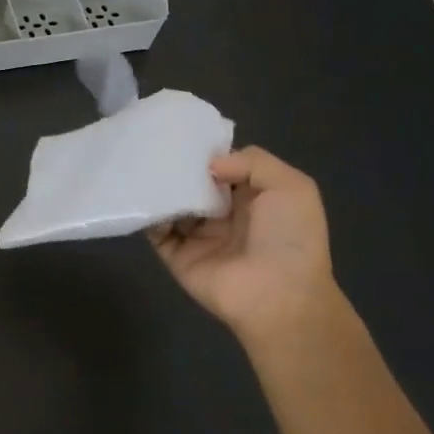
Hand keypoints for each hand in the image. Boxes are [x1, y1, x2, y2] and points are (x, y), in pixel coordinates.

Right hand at [147, 147, 339, 345]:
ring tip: (142, 168)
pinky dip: (148, 216)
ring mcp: (199, 236)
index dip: (207, 153)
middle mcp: (225, 216)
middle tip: (155, 148)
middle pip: (194, 186)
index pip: (223, 169)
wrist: (278, 295)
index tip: (183, 137)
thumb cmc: (290, 238)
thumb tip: (209, 165)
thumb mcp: (291, 187)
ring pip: (172, 206)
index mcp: (253, 199)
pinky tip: (142, 199)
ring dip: (160, 190)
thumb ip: (253, 162)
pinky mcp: (178, 256)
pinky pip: (157, 232)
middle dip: (178, 169)